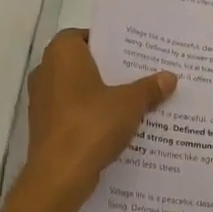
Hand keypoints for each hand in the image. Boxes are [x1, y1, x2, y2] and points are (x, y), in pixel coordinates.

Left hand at [21, 29, 175, 202]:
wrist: (59, 176)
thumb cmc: (92, 124)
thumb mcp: (130, 103)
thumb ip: (149, 88)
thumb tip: (170, 77)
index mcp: (62, 54)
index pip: (85, 35)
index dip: (108, 43)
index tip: (132, 52)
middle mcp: (46, 71)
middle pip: (83, 63)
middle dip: (110, 70)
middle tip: (140, 73)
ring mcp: (42, 101)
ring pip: (78, 89)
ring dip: (101, 94)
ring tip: (135, 99)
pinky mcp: (45, 126)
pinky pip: (72, 111)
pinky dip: (91, 114)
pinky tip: (118, 124)